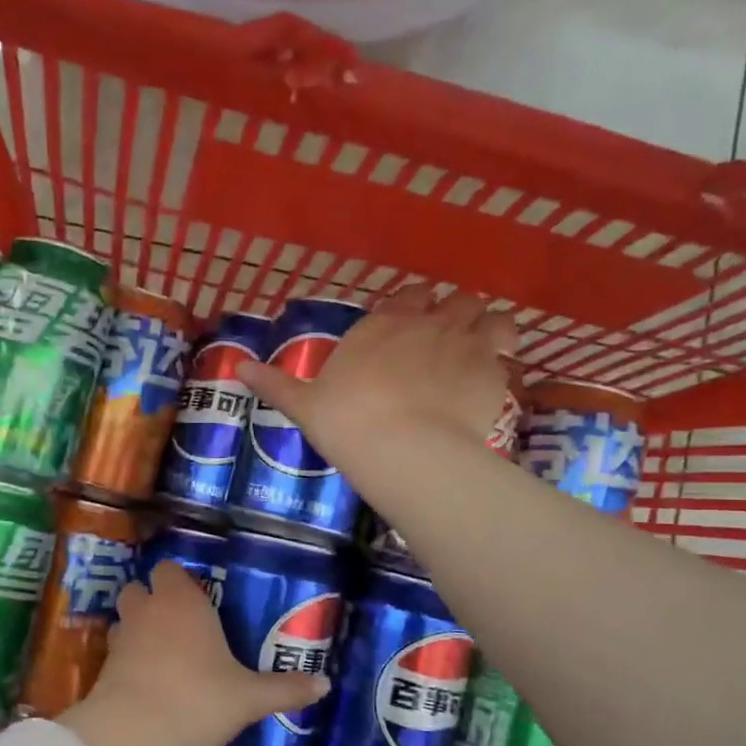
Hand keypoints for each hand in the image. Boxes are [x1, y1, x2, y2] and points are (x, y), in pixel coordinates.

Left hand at [58, 563, 328, 745]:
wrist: (135, 733)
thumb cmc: (198, 699)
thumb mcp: (249, 697)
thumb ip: (285, 689)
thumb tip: (326, 684)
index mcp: (182, 601)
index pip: (170, 568)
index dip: (180, 578)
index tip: (199, 595)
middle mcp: (148, 609)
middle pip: (140, 587)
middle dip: (155, 599)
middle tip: (181, 622)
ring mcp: (122, 636)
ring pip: (125, 617)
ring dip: (138, 626)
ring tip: (162, 650)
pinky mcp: (104, 665)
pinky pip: (117, 649)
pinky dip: (128, 657)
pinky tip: (148, 679)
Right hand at [236, 284, 518, 471]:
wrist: (401, 450)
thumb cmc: (346, 422)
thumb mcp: (303, 405)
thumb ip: (275, 383)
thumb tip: (237, 368)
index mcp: (384, 324)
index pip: (410, 295)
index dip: (414, 305)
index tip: (412, 321)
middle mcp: (428, 323)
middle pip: (456, 299)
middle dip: (455, 313)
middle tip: (448, 338)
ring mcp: (466, 344)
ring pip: (492, 316)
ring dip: (488, 326)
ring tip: (482, 349)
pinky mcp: (493, 373)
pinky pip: (508, 352)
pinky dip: (503, 360)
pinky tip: (493, 379)